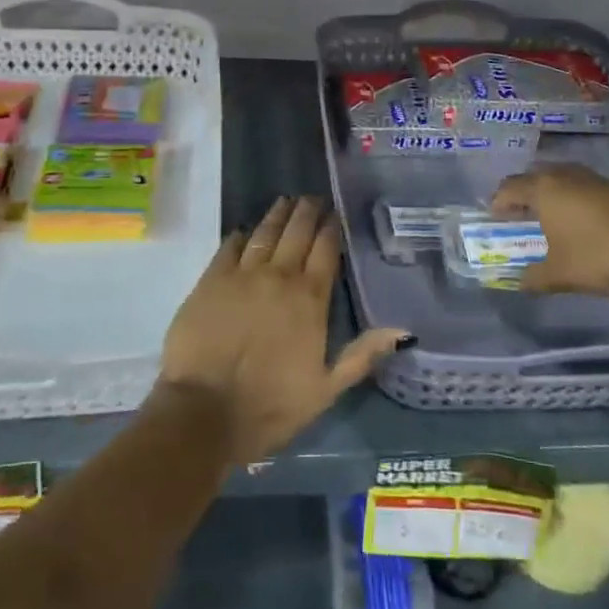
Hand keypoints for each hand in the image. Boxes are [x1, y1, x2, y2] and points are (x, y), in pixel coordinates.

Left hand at [159, 197, 411, 460]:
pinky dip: (239, 236)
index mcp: (310, 300)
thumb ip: (362, 355)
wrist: (203, 411)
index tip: (335, 212)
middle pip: (296, 233)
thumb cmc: (269, 406)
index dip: (331, 228)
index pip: (325, 251)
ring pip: (264, 233)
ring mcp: (241, 275)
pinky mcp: (210, 281)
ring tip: (285, 201)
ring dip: (277, 215)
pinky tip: (243, 230)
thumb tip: (404, 331)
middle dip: (307, 212)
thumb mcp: (325, 390)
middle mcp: (279, 277)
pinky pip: (228, 247)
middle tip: (312, 197)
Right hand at [490, 162, 608, 303]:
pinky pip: (579, 185)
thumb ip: (533, 277)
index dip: (498, 203)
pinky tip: (577, 218)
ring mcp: (590, 177)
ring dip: (548, 192)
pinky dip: (571, 196)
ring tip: (548, 215)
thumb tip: (519, 281)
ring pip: (558, 177)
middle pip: (532, 177)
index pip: (508, 188)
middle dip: (522, 194)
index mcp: (542, 189)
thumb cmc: (595, 257)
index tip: (496, 220)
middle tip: (519, 215)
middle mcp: (562, 175)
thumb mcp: (559, 274)